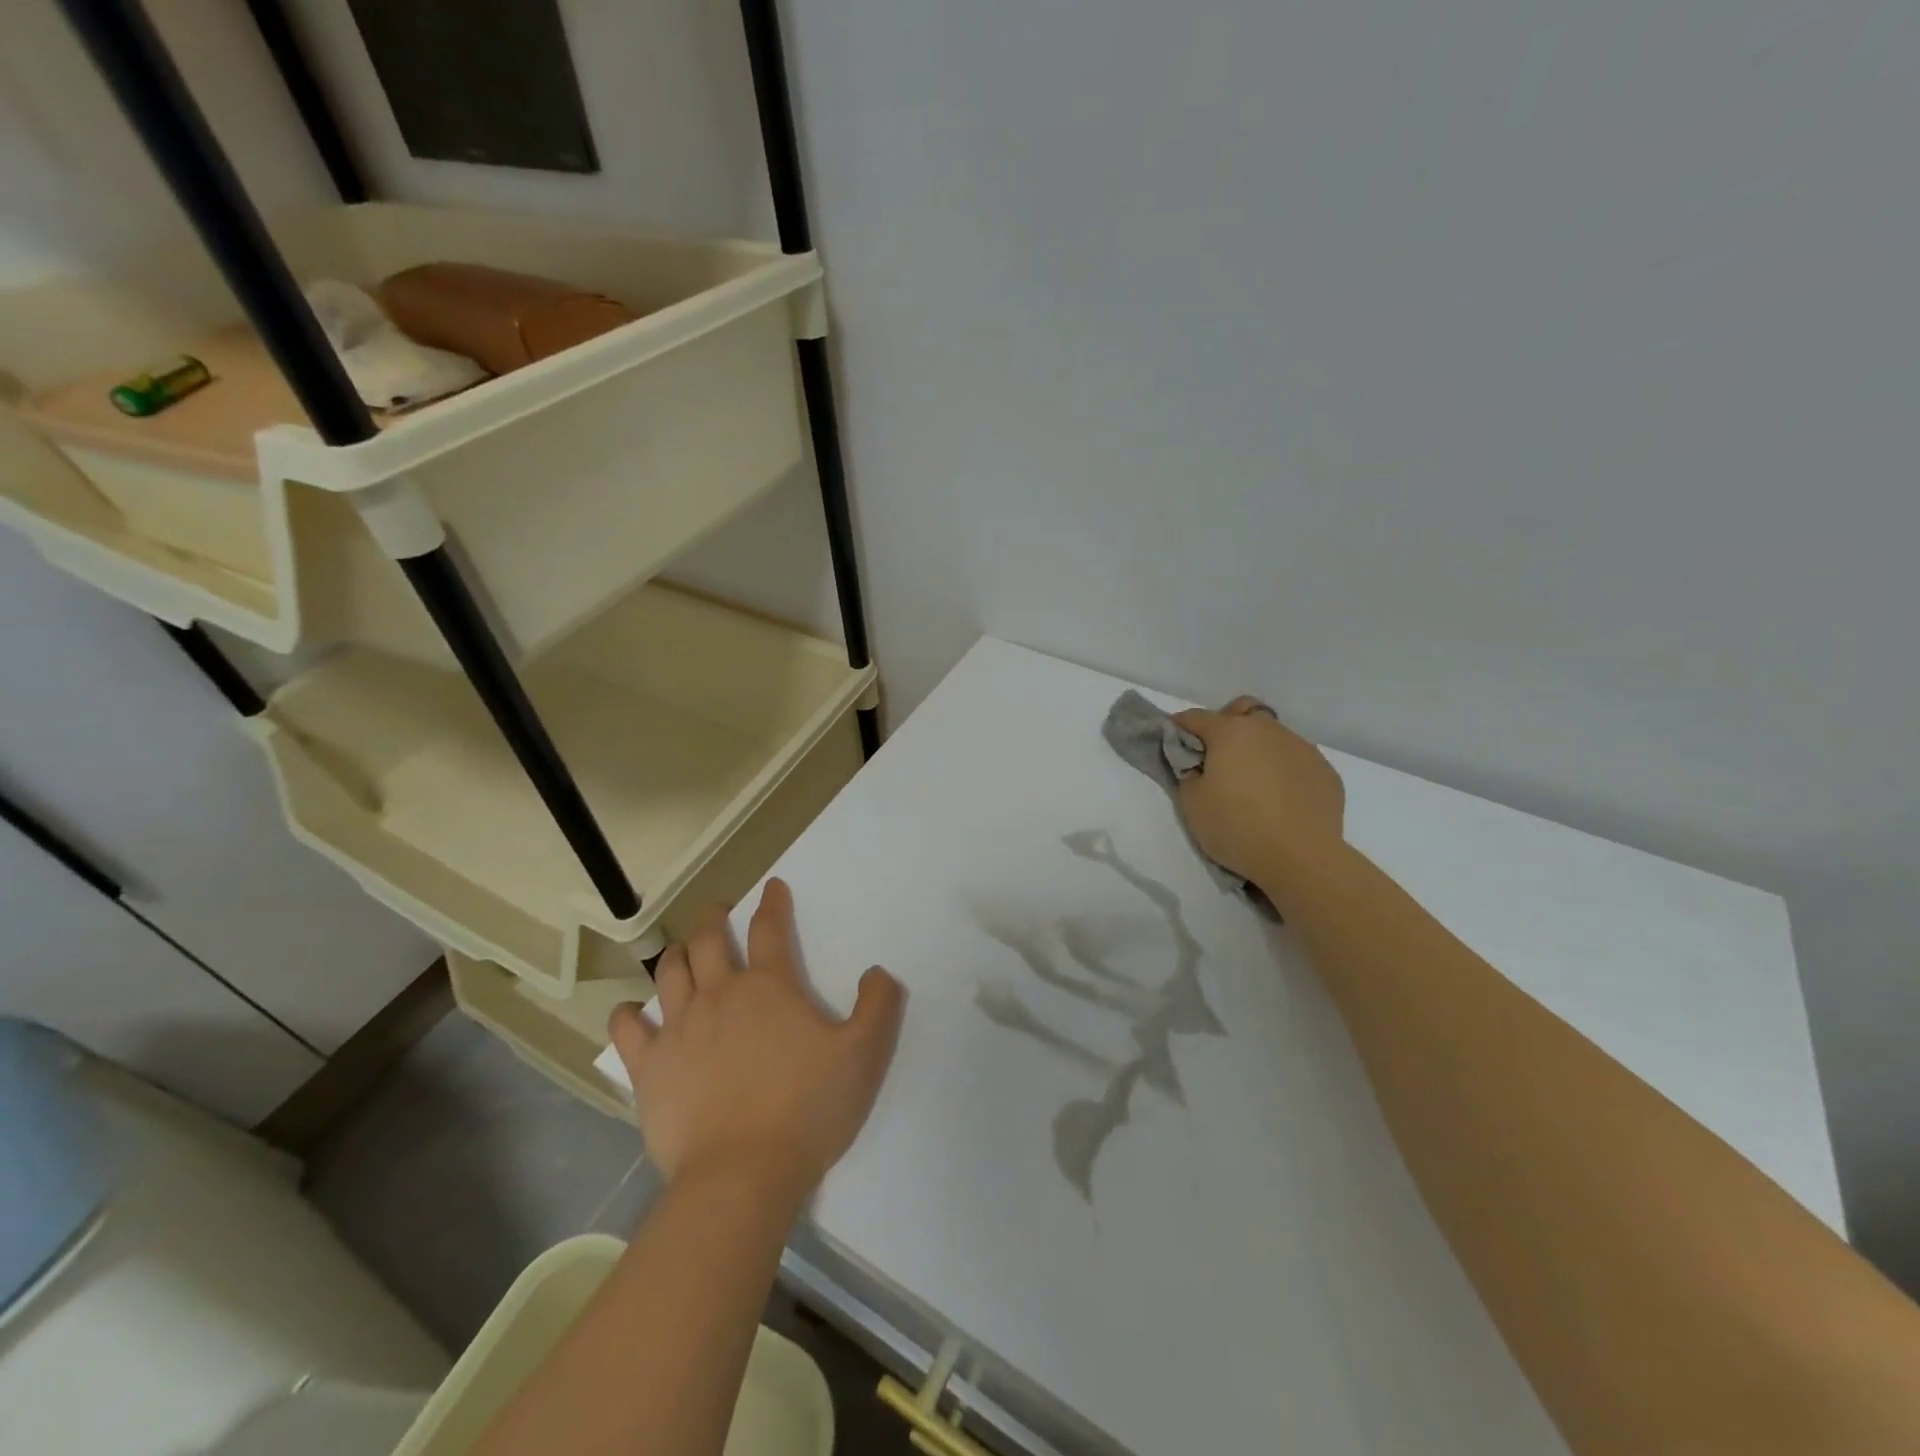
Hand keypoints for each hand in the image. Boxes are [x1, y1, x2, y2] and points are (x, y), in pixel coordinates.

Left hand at [607, 879, 904, 1203]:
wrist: (742, 1174)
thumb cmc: (808, 1109)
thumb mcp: (864, 1055)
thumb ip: (878, 1007)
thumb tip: (877, 972)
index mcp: (770, 987)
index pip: (770, 928)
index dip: (773, 903)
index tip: (772, 887)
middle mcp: (720, 994)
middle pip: (708, 939)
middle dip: (714, 918)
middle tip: (719, 913)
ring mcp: (679, 1028)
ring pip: (670, 972)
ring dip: (677, 954)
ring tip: (682, 952)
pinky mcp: (650, 1066)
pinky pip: (627, 1028)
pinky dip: (627, 1013)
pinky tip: (631, 1012)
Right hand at [1172, 697, 1346, 901]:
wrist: (1302, 858)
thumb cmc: (1237, 827)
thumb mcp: (1192, 803)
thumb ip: (1188, 773)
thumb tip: (1198, 765)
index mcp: (1231, 732)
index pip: (1196, 718)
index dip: (1180, 727)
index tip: (1173, 740)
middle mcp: (1268, 730)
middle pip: (1242, 712)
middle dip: (1225, 725)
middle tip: (1217, 756)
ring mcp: (1302, 748)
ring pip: (1273, 735)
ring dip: (1257, 748)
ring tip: (1253, 782)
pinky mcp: (1325, 770)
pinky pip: (1296, 760)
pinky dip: (1283, 770)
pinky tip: (1281, 798)